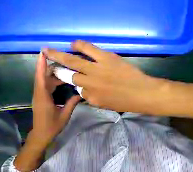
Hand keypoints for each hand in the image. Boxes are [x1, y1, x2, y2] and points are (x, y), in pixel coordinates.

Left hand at [31, 52, 80, 144]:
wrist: (42, 134)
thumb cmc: (53, 126)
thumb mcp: (65, 115)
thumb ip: (72, 103)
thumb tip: (80, 94)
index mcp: (43, 98)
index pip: (41, 78)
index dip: (41, 65)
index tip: (43, 53)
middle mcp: (39, 94)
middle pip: (42, 77)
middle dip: (50, 68)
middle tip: (63, 61)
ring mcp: (39, 96)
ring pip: (43, 81)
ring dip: (52, 75)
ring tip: (63, 70)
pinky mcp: (40, 99)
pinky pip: (44, 86)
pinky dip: (51, 82)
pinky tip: (60, 81)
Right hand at [43, 41, 167, 114]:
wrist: (143, 94)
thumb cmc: (127, 103)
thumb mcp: (108, 106)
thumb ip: (96, 99)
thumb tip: (86, 91)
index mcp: (93, 99)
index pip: (79, 92)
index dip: (77, 87)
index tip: (75, 82)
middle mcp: (90, 85)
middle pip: (71, 77)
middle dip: (59, 71)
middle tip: (50, 65)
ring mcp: (97, 71)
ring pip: (73, 62)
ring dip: (59, 56)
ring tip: (49, 51)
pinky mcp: (105, 59)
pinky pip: (88, 49)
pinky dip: (79, 45)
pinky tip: (73, 44)